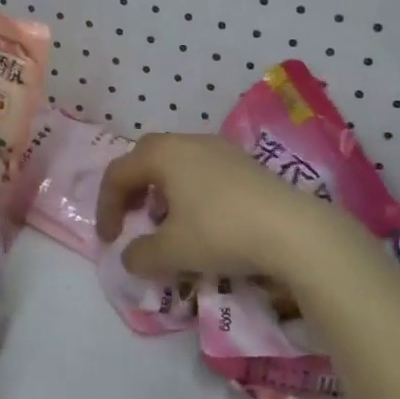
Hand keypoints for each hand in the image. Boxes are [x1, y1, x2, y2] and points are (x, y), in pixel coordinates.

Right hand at [97, 132, 341, 280]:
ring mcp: (220, 149)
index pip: (118, 173)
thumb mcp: (172, 252)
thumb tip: (131, 257)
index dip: (105, 207)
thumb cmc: (221, 232)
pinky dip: (189, 192)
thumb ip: (141, 255)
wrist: (293, 230)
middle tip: (133, 219)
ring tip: (168, 224)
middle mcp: (188, 142)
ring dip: (162, 191)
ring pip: (176, 163)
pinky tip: (203, 221)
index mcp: (163, 154)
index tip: (110, 241)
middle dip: (132, 190)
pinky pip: (202, 170)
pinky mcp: (246, 164)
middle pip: (146, 158)